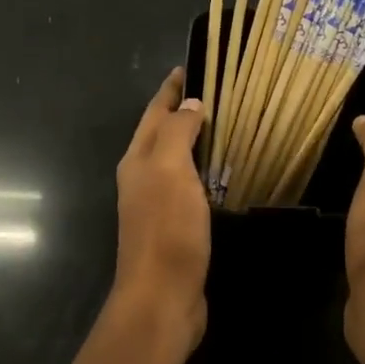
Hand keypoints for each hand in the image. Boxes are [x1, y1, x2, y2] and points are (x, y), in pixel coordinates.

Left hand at [112, 68, 209, 349]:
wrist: (163, 297)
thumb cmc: (166, 230)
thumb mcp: (169, 170)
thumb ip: (177, 133)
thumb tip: (191, 105)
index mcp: (138, 160)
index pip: (154, 113)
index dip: (170, 90)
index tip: (190, 66)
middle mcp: (142, 178)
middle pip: (162, 134)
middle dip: (183, 111)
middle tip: (218, 93)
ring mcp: (158, 205)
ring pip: (177, 161)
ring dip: (196, 142)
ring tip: (227, 126)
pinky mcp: (176, 227)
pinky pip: (191, 186)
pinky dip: (206, 172)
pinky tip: (226, 174)